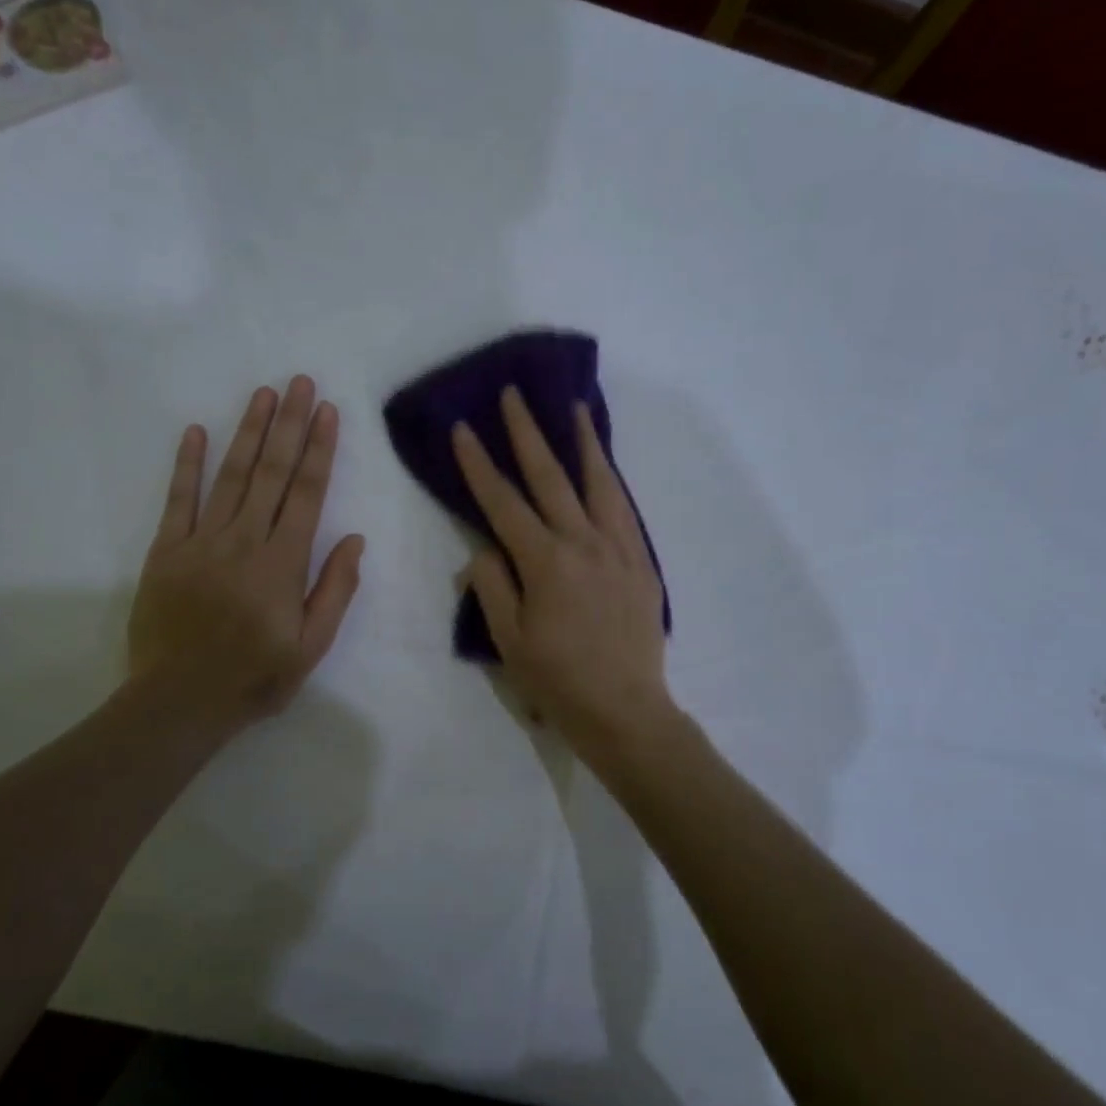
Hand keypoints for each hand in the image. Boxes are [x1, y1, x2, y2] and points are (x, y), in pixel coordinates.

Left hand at [128, 377, 365, 737]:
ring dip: (248, 431)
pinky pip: (179, 500)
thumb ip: (334, 590)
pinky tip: (195, 431)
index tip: (328, 412)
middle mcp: (245, 540)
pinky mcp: (167, 550)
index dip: (320, 449)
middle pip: (272, 472)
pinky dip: (187, 464)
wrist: (179, 701)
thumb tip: (354, 540)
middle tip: (300, 382)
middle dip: (289, 424)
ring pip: (231, 475)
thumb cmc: (254, 677)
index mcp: (283, 562)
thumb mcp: (311, 646)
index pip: (307, 493)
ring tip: (263, 394)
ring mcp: (202, 541)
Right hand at [452, 386, 674, 764]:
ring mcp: (619, 550)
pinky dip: (612, 481)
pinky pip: (625, 510)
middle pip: (551, 478)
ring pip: (599, 484)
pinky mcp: (642, 564)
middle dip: (527, 433)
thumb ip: (493, 587)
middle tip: (514, 394)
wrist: (626, 711)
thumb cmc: (558, 681)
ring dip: (583, 443)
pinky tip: (605, 468)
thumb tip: (483, 549)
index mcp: (545, 562)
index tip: (463, 428)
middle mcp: (584, 544)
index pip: (503, 503)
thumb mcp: (508, 640)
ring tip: (574, 408)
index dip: (479, 465)